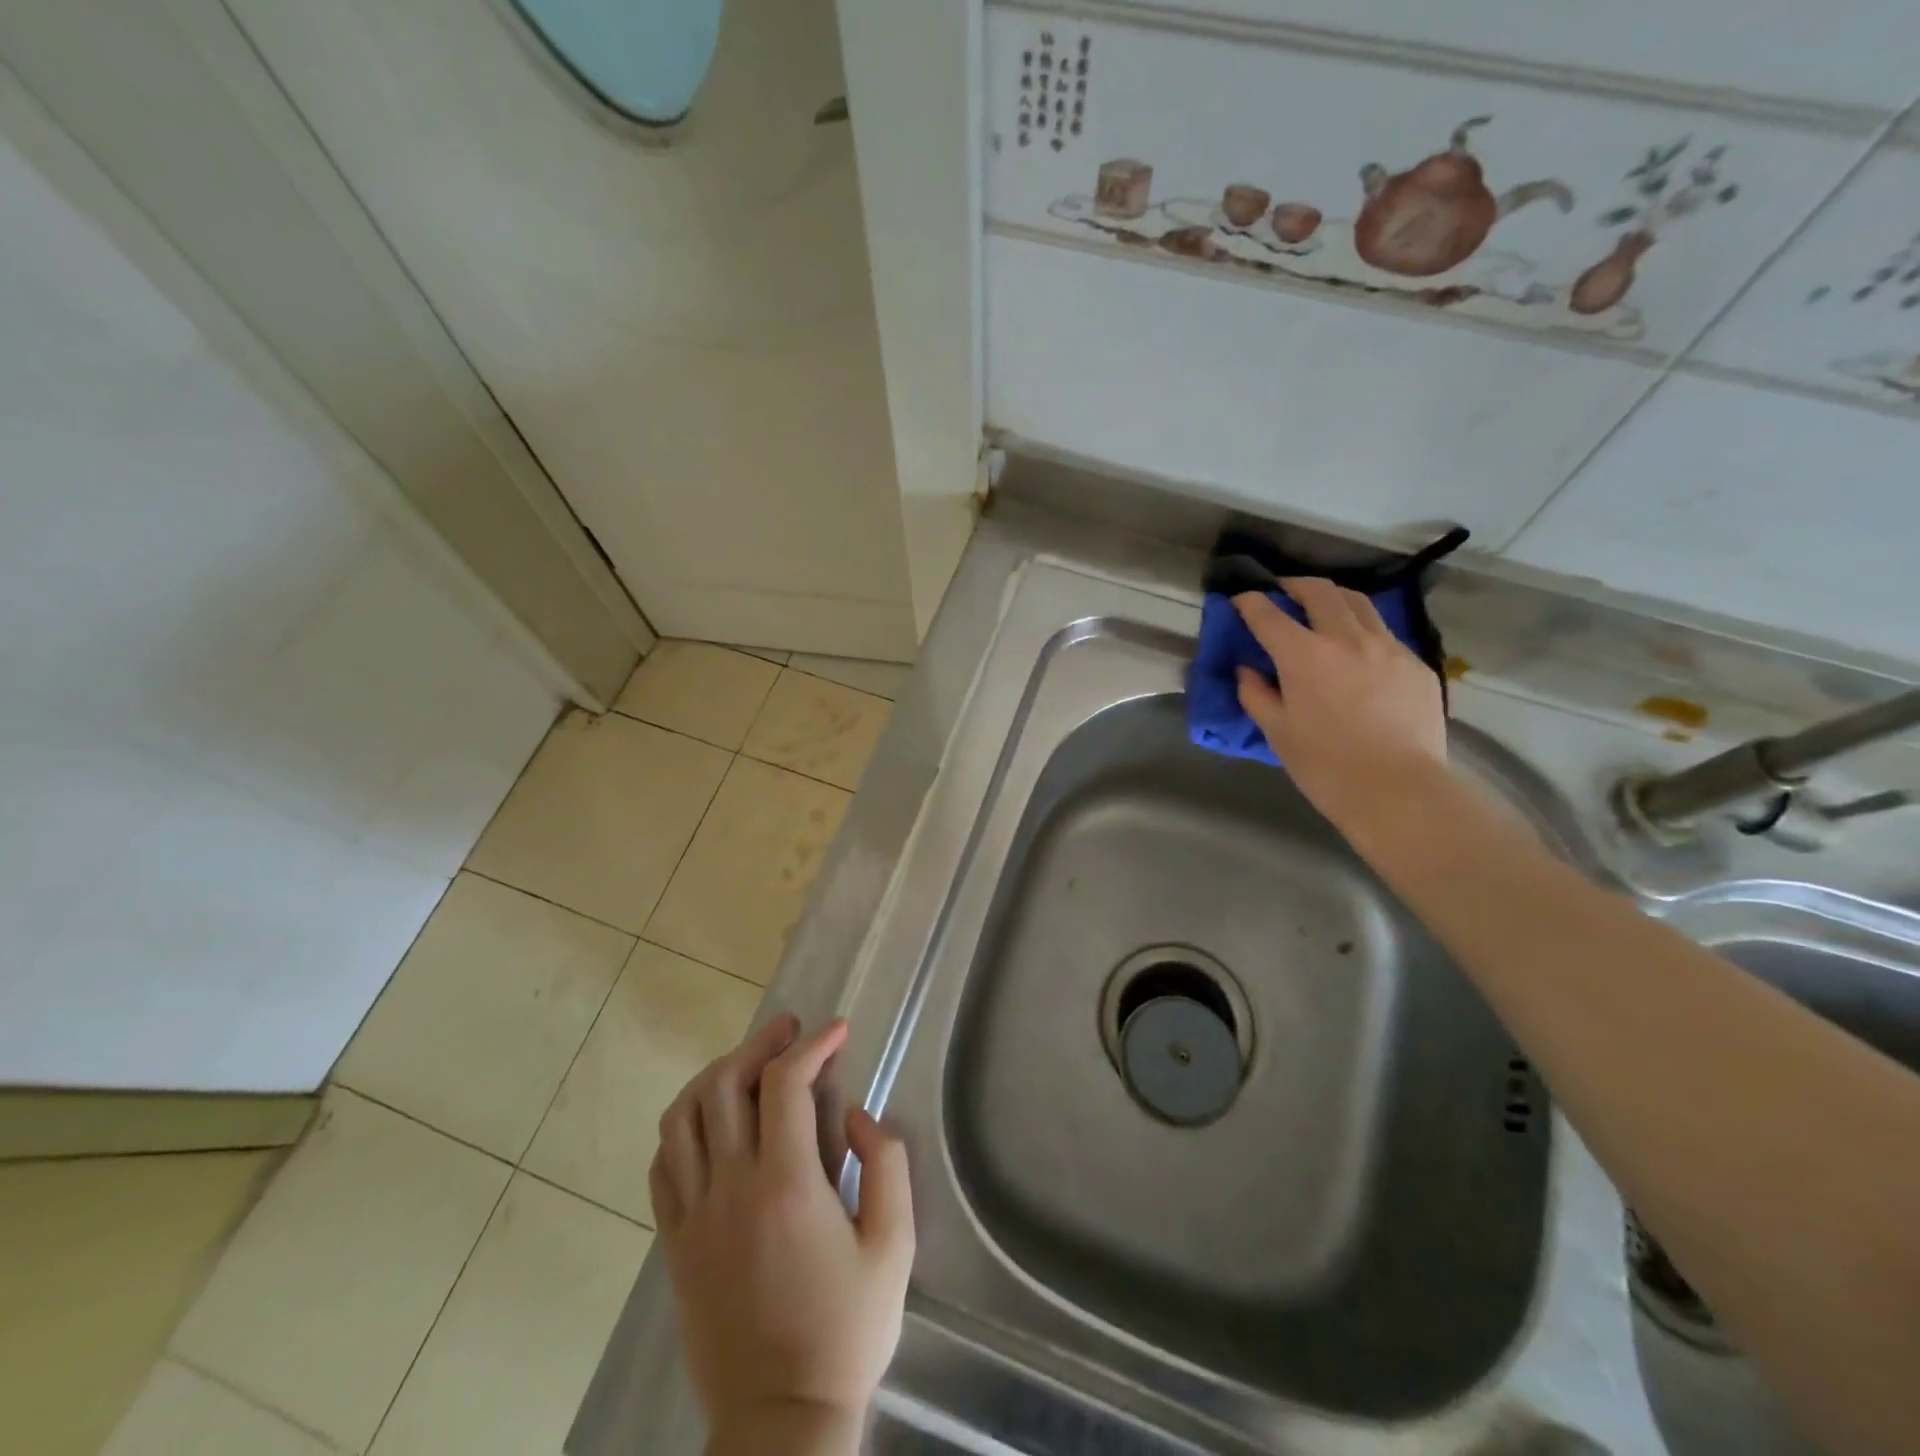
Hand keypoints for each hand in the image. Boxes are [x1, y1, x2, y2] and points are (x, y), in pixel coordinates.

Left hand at [651, 1014, 913, 1452]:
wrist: (781, 1422)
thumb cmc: (845, 1331)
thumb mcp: (894, 1247)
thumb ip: (885, 1165)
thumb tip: (856, 1115)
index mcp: (786, 1185)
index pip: (785, 1084)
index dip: (812, 1045)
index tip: (837, 1030)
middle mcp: (731, 1187)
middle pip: (727, 1084)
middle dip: (761, 1043)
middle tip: (790, 1030)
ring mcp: (694, 1215)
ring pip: (684, 1116)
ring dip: (716, 1075)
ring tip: (747, 1063)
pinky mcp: (675, 1243)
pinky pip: (663, 1164)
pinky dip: (683, 1125)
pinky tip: (708, 1121)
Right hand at [1233, 578, 1449, 834]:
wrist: (1397, 789)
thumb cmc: (1324, 765)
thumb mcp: (1278, 732)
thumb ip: (1257, 695)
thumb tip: (1247, 671)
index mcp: (1304, 655)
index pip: (1268, 614)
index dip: (1250, 602)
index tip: (1240, 599)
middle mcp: (1346, 638)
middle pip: (1320, 592)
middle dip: (1295, 585)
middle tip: (1283, 591)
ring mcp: (1388, 647)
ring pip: (1359, 603)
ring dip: (1334, 598)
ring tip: (1323, 607)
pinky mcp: (1416, 664)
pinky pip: (1385, 633)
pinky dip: (1363, 630)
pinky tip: (1358, 651)